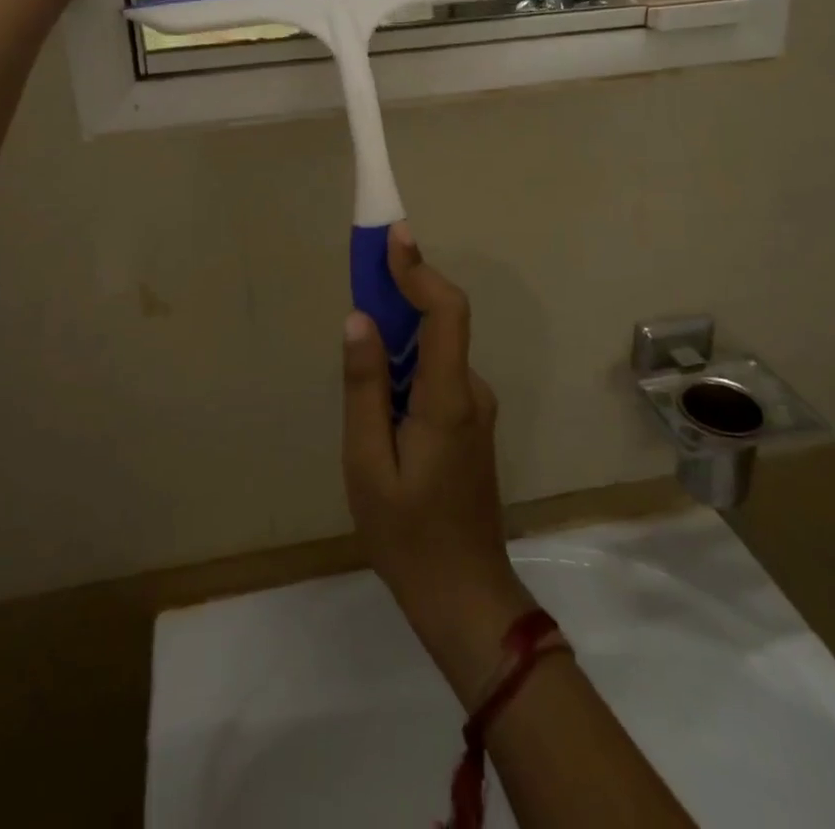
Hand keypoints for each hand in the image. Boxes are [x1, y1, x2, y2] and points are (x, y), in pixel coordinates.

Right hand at [342, 226, 536, 702]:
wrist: (465, 596)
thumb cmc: (407, 535)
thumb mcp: (367, 464)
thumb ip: (364, 388)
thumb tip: (358, 320)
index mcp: (448, 398)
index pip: (445, 312)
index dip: (420, 270)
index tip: (393, 237)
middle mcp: (471, 391)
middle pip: (441, 322)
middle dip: (402, 290)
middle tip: (361, 274)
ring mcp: (476, 408)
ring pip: (436, 350)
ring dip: (401, 331)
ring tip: (360, 342)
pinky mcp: (470, 424)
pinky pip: (437, 373)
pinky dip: (409, 362)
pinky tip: (380, 395)